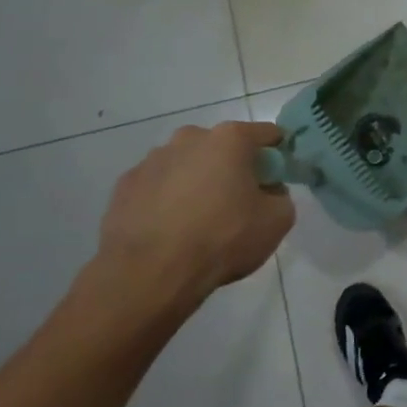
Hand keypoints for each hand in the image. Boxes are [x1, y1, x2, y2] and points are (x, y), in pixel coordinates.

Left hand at [95, 122, 294, 303]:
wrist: (150, 273)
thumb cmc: (222, 238)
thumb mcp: (278, 221)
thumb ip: (281, 197)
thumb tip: (268, 192)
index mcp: (229, 140)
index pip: (266, 134)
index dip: (277, 153)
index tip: (278, 177)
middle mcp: (188, 139)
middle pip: (222, 147)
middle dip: (233, 166)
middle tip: (239, 201)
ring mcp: (151, 160)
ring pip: (187, 164)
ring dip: (198, 181)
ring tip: (199, 220)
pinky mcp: (125, 185)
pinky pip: (158, 186)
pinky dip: (168, 199)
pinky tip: (170, 228)